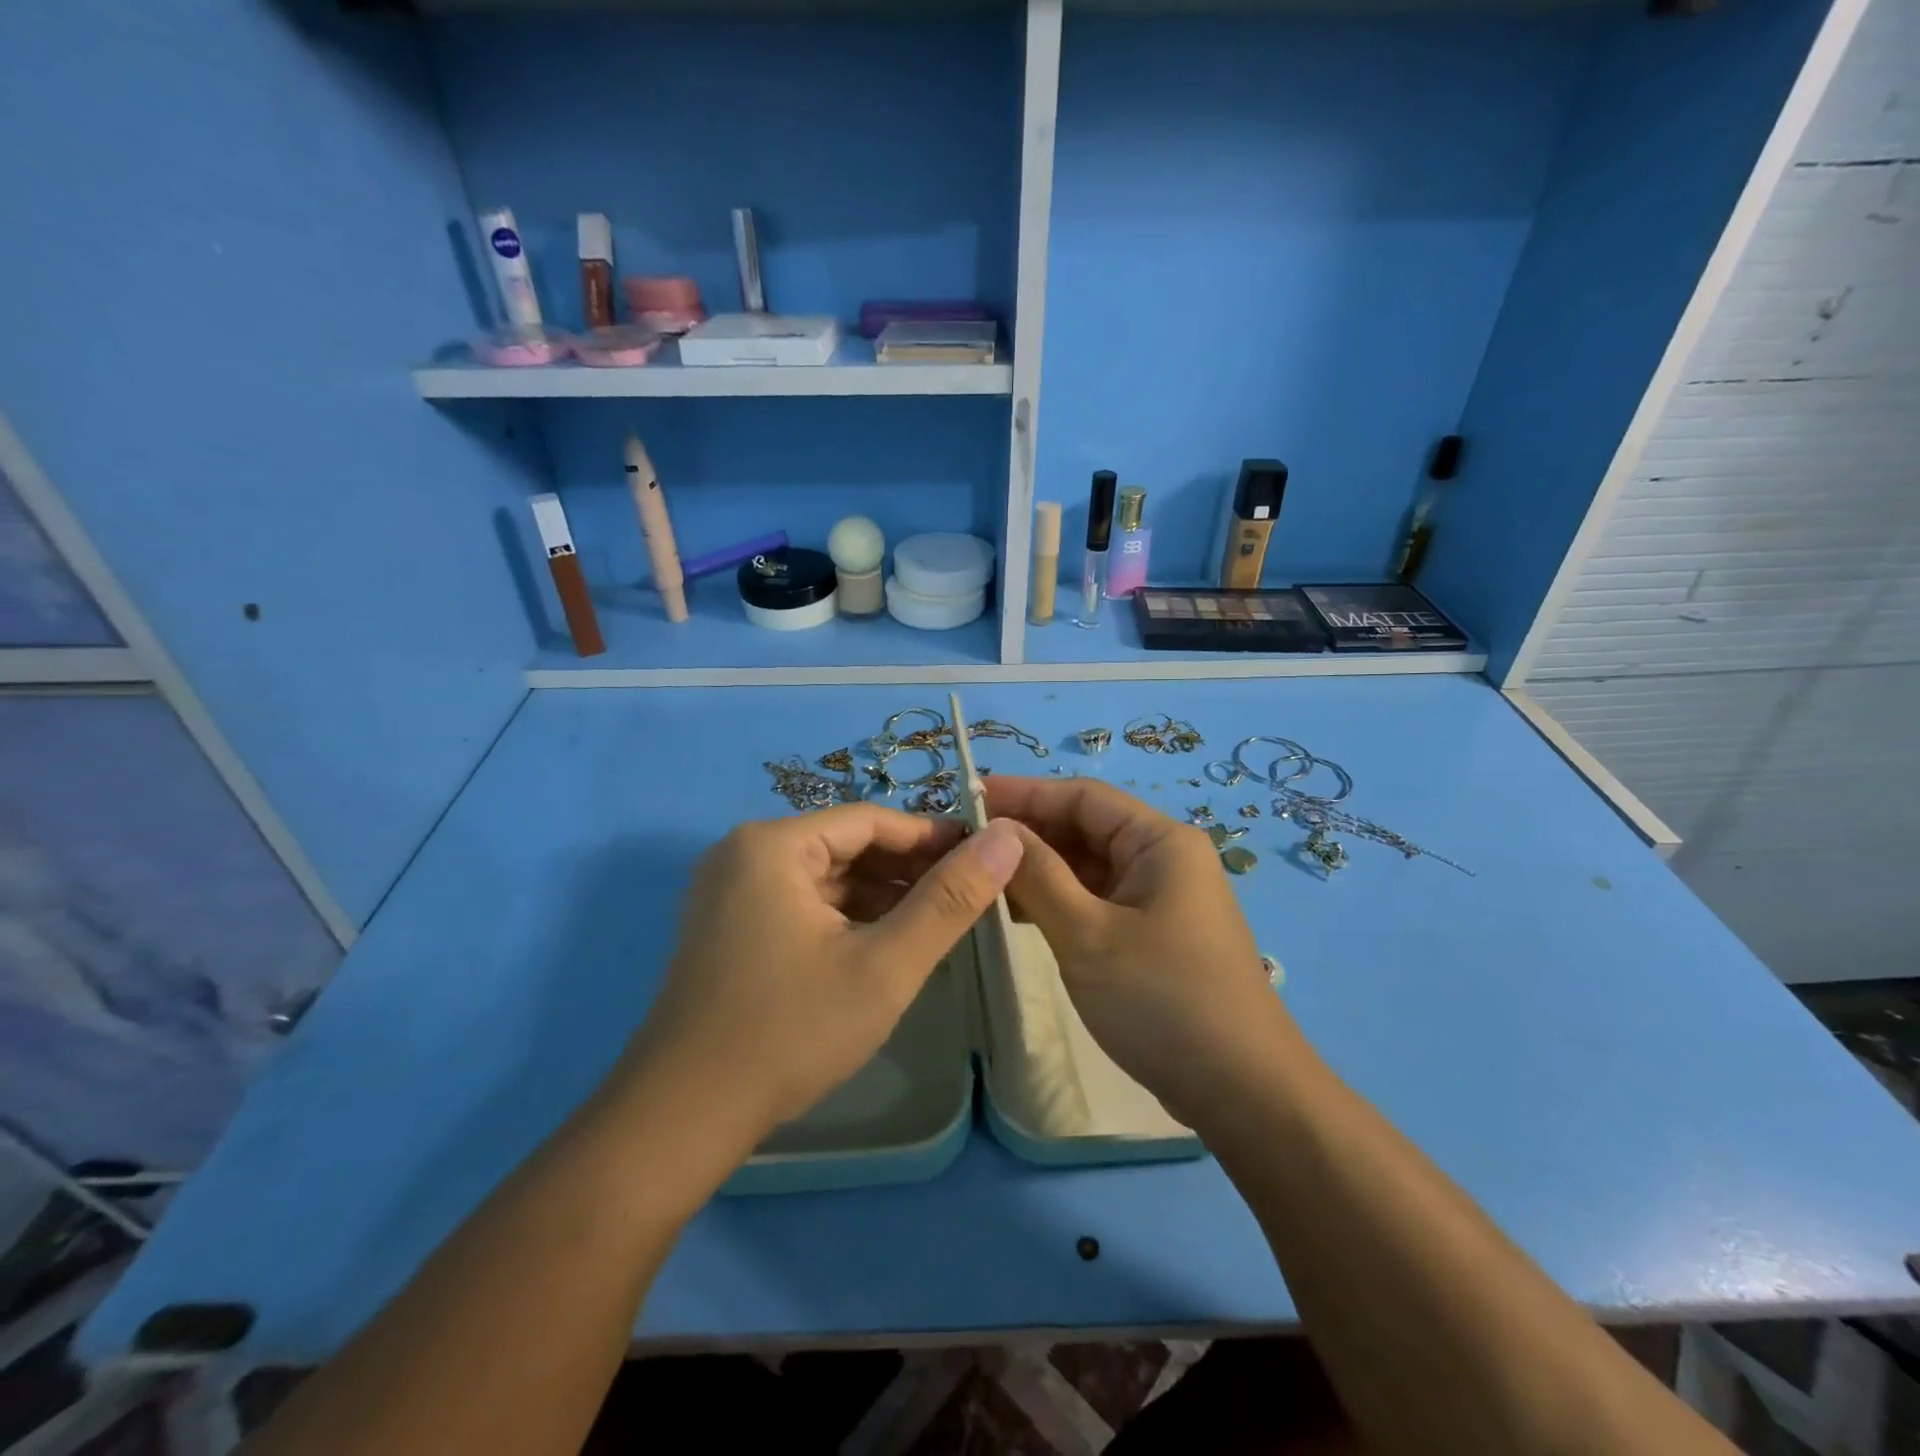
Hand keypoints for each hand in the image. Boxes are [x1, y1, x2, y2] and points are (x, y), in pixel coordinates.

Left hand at [620, 805, 1025, 1152]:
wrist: (681, 1120)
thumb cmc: (789, 1031)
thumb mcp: (885, 965)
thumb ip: (949, 900)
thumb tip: (1006, 838)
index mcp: (773, 845)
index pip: (871, 820)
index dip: (932, 837)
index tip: (984, 859)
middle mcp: (744, 854)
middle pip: (846, 846)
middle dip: (908, 870)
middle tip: (968, 896)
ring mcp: (731, 893)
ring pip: (825, 879)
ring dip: (881, 897)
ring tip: (938, 923)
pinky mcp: (729, 929)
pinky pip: (802, 905)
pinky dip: (846, 919)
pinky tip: (885, 945)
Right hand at [985, 776, 1293, 1122]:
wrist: (1243, 1094)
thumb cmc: (1163, 1000)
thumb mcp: (1088, 935)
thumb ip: (1038, 876)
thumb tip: (995, 830)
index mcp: (1160, 841)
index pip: (1082, 797)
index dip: (1024, 793)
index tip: (967, 798)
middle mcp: (1162, 859)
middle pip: (1084, 829)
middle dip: (1026, 833)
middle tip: (962, 844)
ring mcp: (1157, 899)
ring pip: (1086, 868)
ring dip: (1037, 870)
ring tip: (977, 876)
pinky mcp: (1150, 935)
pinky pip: (1094, 901)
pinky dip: (1056, 901)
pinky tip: (1012, 912)